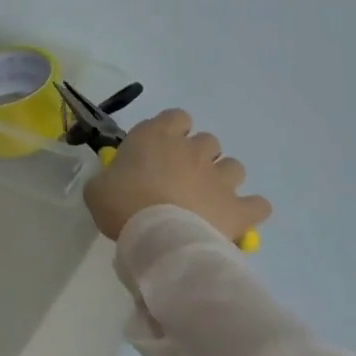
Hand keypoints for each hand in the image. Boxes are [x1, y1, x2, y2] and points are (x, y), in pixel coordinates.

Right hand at [84, 109, 271, 244]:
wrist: (159, 238)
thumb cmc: (122, 205)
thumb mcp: (97, 188)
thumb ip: (109, 178)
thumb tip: (113, 183)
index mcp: (156, 136)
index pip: (176, 117)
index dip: (172, 130)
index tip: (161, 149)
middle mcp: (192, 150)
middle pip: (207, 141)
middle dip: (199, 156)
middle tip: (182, 178)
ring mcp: (219, 178)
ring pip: (234, 166)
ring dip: (223, 178)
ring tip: (209, 199)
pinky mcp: (238, 208)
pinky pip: (258, 204)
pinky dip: (250, 209)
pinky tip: (237, 219)